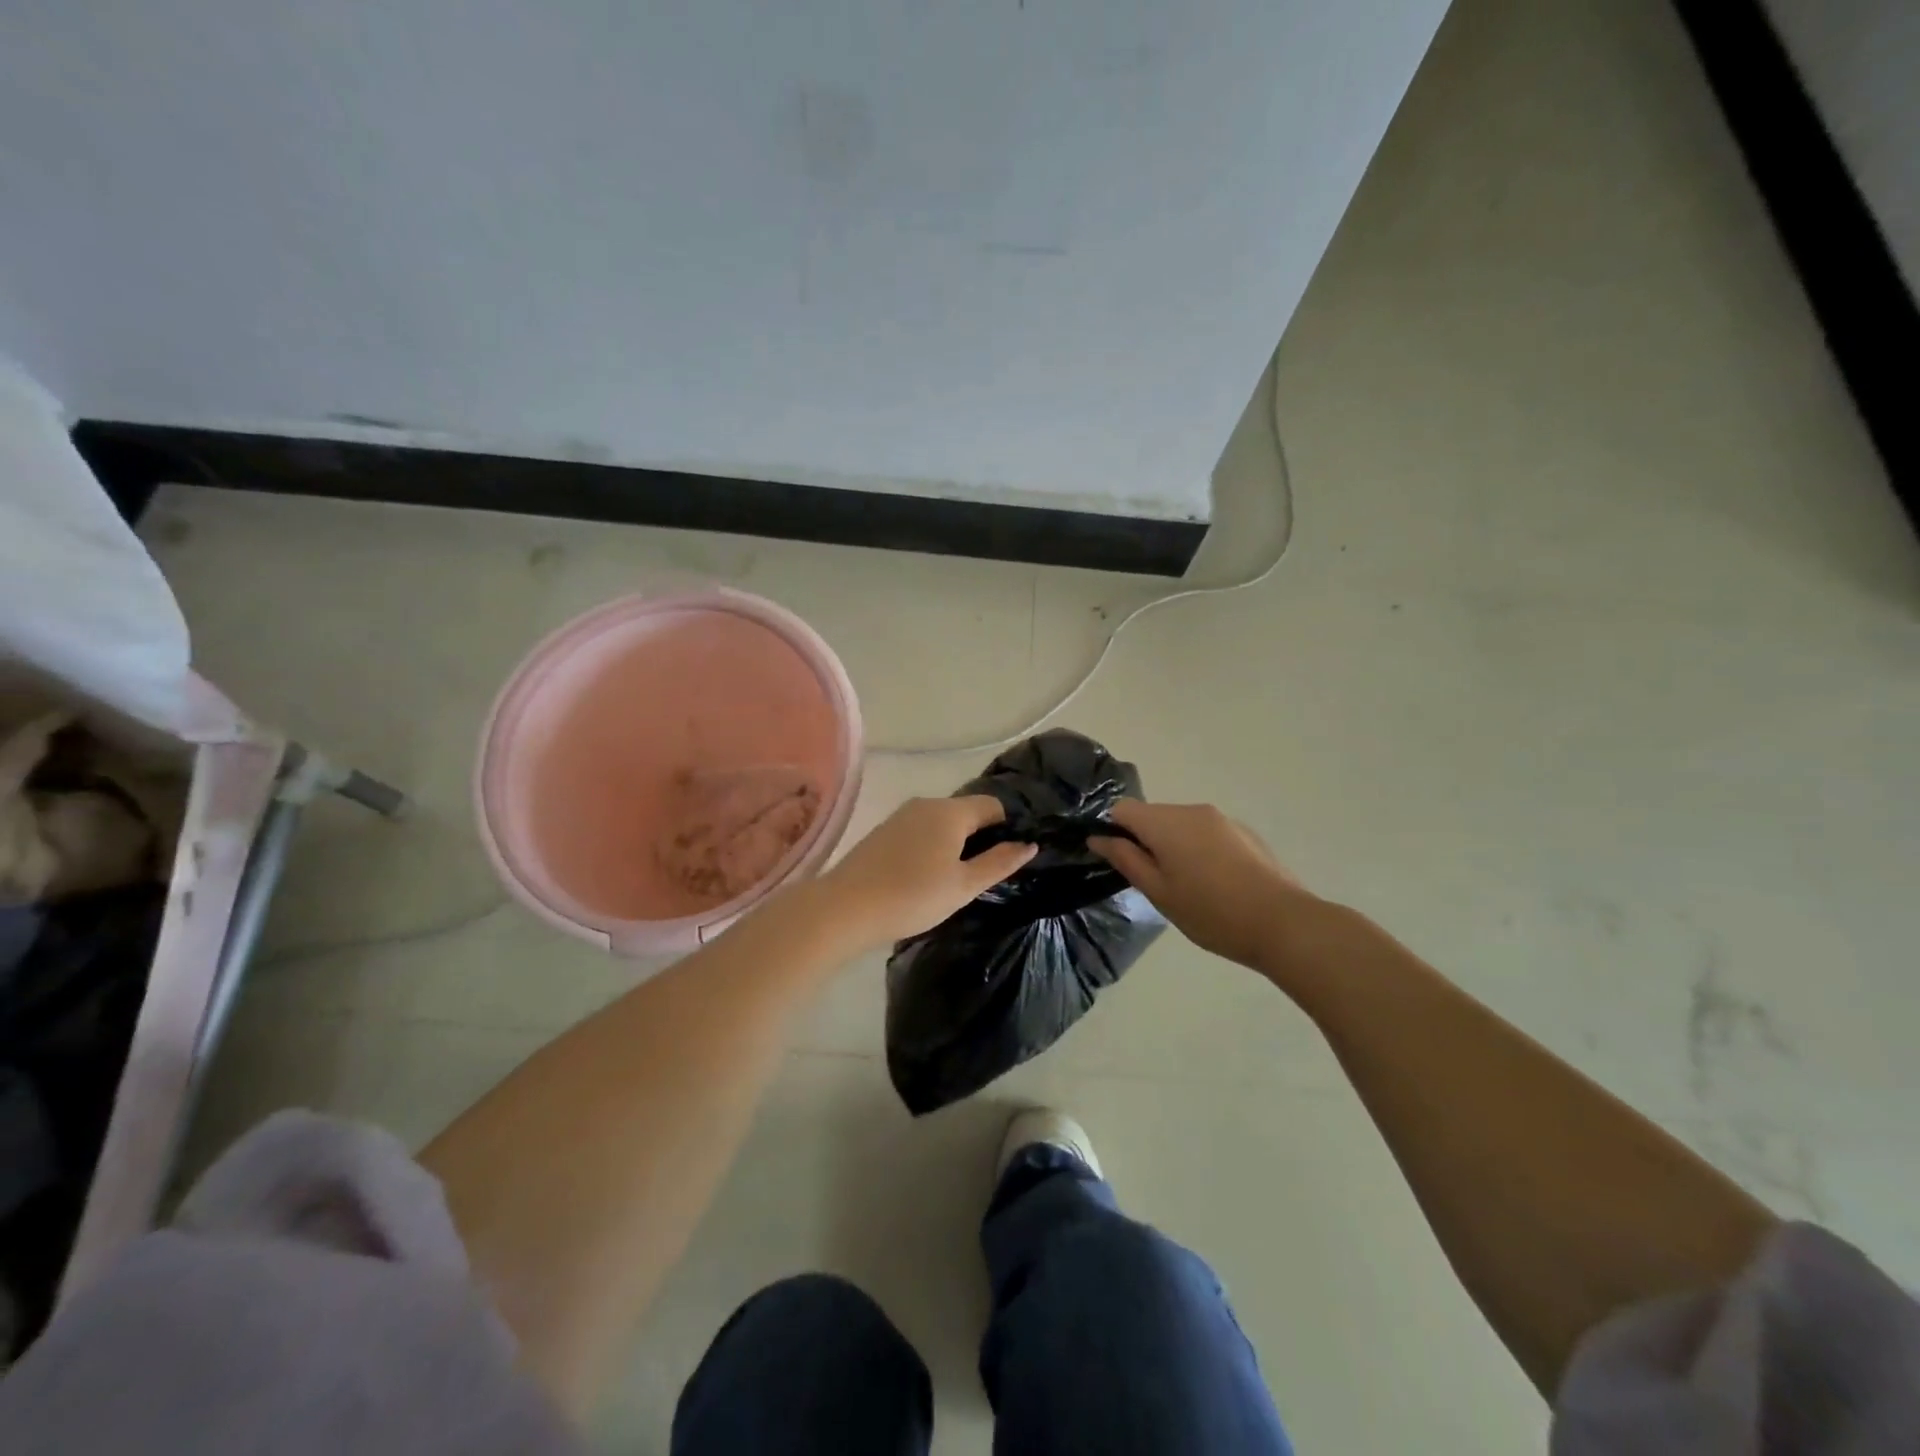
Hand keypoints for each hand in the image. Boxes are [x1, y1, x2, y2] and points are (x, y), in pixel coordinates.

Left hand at [820, 796, 1034, 950]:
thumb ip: (999, 862)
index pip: (993, 804)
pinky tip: (928, 874)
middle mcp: (926, 804)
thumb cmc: (913, 896)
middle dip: (982, 835)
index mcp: (950, 811)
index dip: (1009, 825)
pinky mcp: (883, 831)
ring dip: (955, 842)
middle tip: (990, 870)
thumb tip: (1029, 844)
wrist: (845, 907)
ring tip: (960, 876)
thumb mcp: (964, 885)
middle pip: (966, 811)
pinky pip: (920, 830)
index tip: (1015, 852)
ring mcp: (901, 816)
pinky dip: (932, 845)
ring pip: (941, 821)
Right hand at [1088, 801, 1311, 975]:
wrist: (1284, 923)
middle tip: (1155, 883)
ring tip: (1187, 886)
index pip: (1122, 809)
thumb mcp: (1159, 892)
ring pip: (1180, 824)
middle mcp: (1192, 810)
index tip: (1120, 863)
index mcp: (1166, 822)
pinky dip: (1198, 849)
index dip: (1113, 832)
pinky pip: (1205, 832)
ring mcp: (1221, 819)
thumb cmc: (1212, 913)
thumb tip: (1098, 837)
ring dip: (1173, 846)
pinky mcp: (1243, 832)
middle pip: (1153, 815)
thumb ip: (1126, 859)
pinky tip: (1215, 883)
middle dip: (1145, 841)